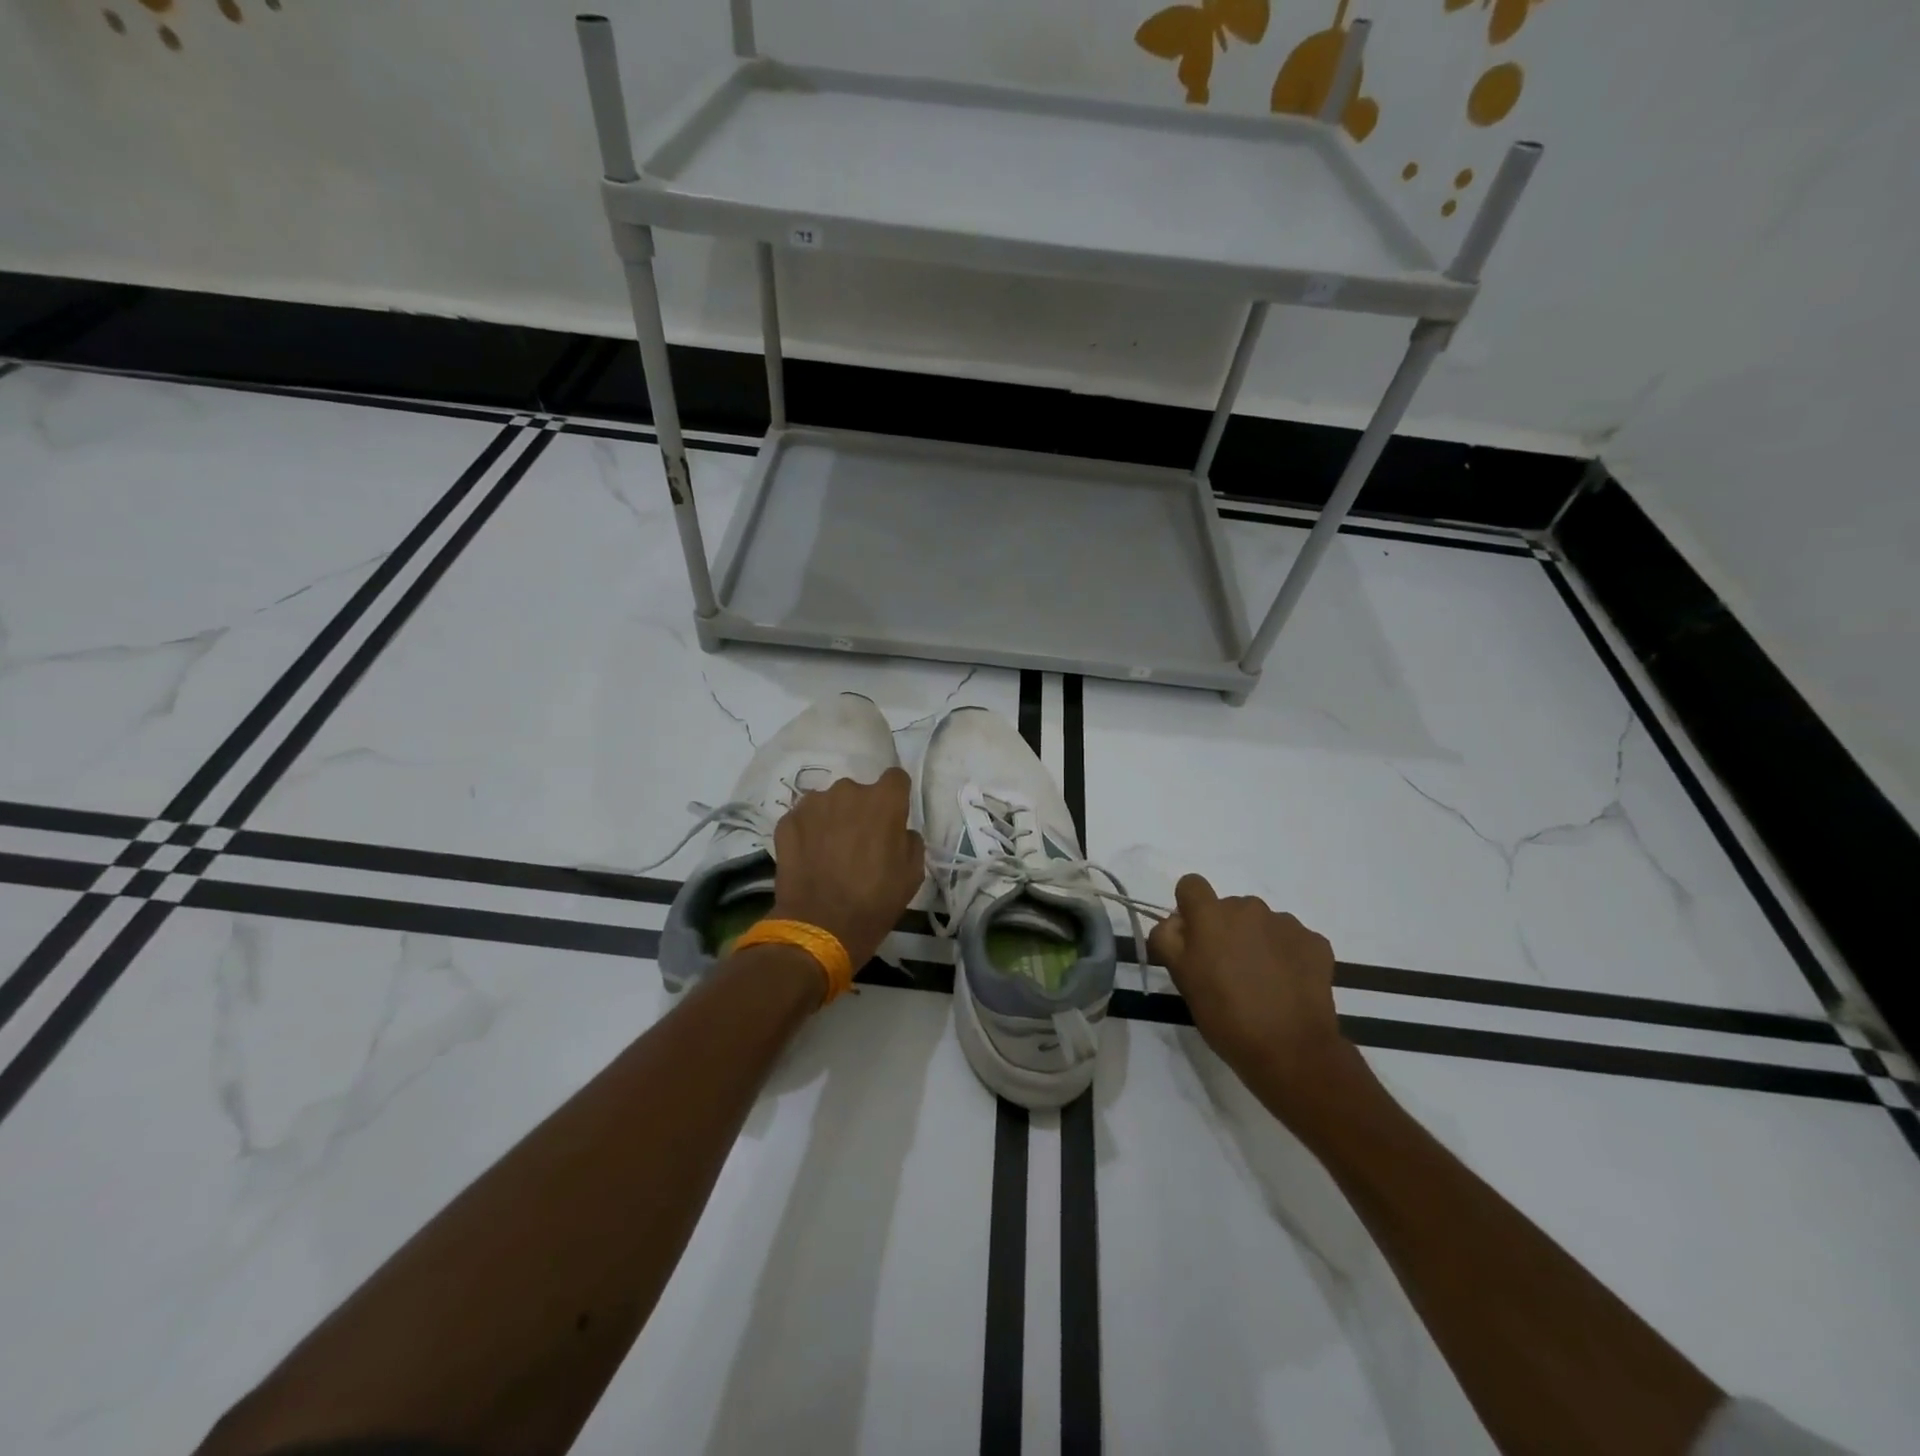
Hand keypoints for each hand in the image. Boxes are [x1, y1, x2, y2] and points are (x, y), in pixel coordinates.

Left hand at [769, 767, 924, 973]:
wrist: (820, 927)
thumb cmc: (875, 901)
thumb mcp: (912, 874)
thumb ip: (910, 840)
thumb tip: (899, 831)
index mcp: (883, 800)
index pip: (895, 778)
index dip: (895, 797)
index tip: (892, 818)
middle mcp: (847, 791)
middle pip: (859, 792)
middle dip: (861, 810)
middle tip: (859, 842)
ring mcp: (813, 804)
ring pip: (829, 803)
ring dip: (833, 819)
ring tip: (831, 851)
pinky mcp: (787, 821)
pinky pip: (804, 818)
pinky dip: (808, 832)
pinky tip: (810, 857)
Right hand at [1146, 874, 1351, 1111]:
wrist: (1291, 1050)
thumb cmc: (1225, 1015)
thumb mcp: (1181, 979)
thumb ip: (1167, 939)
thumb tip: (1175, 922)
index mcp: (1211, 915)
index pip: (1191, 885)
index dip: (1189, 907)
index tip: (1194, 938)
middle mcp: (1248, 908)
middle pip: (1229, 906)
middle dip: (1225, 929)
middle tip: (1227, 969)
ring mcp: (1286, 923)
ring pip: (1261, 922)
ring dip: (1256, 940)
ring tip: (1261, 980)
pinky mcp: (1315, 942)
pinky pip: (1291, 938)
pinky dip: (1286, 954)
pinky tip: (1286, 985)